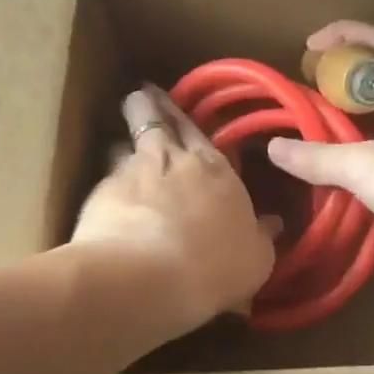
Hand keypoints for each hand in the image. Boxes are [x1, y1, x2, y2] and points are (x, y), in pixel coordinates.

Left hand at [72, 85, 279, 332]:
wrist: (147, 277)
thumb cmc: (214, 267)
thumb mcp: (255, 259)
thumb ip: (261, 236)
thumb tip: (272, 222)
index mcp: (215, 169)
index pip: (197, 131)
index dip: (181, 115)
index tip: (170, 103)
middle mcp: (173, 159)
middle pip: (156, 121)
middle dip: (148, 106)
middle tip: (141, 96)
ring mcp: (132, 172)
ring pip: (123, 144)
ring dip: (122, 144)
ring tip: (118, 147)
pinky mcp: (100, 193)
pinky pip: (104, 180)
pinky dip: (106, 185)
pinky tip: (104, 199)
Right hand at [267, 22, 373, 261]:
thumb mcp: (362, 166)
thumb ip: (318, 159)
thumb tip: (274, 148)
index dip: (345, 35)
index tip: (310, 46)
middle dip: (340, 92)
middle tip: (307, 108)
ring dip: (353, 136)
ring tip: (318, 152)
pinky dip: (368, 170)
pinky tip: (348, 189)